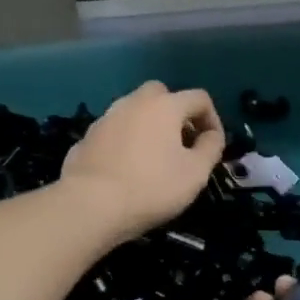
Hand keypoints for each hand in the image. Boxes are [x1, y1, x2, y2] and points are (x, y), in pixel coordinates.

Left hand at [60, 81, 224, 240]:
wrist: (90, 205)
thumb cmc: (151, 187)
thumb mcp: (195, 173)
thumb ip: (210, 148)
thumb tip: (211, 135)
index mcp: (164, 105)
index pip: (198, 98)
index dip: (212, 119)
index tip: (212, 145)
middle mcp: (133, 102)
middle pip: (161, 94)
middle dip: (175, 112)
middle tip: (181, 142)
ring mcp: (106, 118)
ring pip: (133, 110)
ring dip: (148, 125)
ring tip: (153, 156)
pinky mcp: (86, 137)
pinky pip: (114, 131)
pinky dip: (125, 141)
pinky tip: (126, 168)